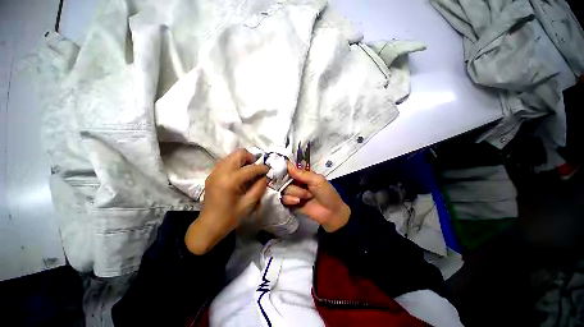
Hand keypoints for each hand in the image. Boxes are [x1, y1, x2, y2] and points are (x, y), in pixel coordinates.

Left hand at [185, 149, 268, 254]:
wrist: (208, 226)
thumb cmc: (229, 218)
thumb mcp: (248, 204)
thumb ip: (259, 188)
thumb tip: (264, 177)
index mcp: (230, 181)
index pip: (250, 168)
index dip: (262, 168)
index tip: (268, 170)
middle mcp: (220, 172)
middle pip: (239, 153)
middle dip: (251, 158)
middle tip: (257, 169)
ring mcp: (214, 172)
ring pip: (232, 155)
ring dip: (243, 160)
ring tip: (249, 171)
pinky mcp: (212, 175)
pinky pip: (226, 162)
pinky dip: (235, 164)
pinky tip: (239, 175)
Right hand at [282, 162, 349, 231]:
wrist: (330, 213)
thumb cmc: (326, 193)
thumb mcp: (317, 180)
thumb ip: (302, 173)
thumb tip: (287, 164)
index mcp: (302, 174)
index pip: (289, 168)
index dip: (285, 168)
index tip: (281, 170)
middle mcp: (296, 182)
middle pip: (284, 179)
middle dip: (295, 185)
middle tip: (307, 189)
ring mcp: (293, 192)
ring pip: (284, 189)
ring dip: (296, 193)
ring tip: (307, 197)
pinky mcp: (290, 203)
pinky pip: (284, 199)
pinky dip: (290, 200)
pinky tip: (298, 202)